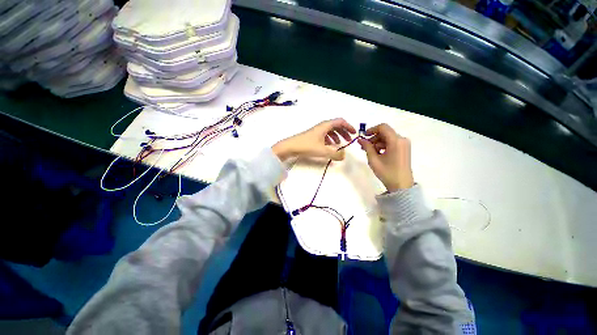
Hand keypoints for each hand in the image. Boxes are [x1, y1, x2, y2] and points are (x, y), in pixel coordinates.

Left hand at [273, 118, 355, 160]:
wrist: (290, 147)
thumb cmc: (307, 146)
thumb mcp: (323, 151)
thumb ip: (335, 154)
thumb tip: (344, 156)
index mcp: (325, 126)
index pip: (340, 121)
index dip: (349, 126)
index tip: (354, 133)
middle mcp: (321, 127)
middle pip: (336, 126)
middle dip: (344, 132)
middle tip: (349, 140)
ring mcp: (316, 131)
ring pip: (330, 131)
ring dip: (337, 136)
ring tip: (340, 144)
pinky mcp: (312, 137)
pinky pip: (324, 136)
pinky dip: (329, 140)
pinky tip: (329, 146)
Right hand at [357, 123, 413, 191]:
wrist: (401, 185)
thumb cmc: (387, 172)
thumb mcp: (374, 159)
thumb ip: (367, 147)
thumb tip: (360, 139)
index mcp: (396, 141)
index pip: (382, 127)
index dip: (371, 130)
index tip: (363, 136)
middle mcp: (402, 139)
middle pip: (385, 132)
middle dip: (373, 138)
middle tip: (364, 147)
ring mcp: (404, 144)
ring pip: (387, 138)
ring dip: (377, 142)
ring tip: (370, 152)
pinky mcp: (404, 149)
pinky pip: (391, 142)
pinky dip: (383, 146)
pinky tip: (378, 154)